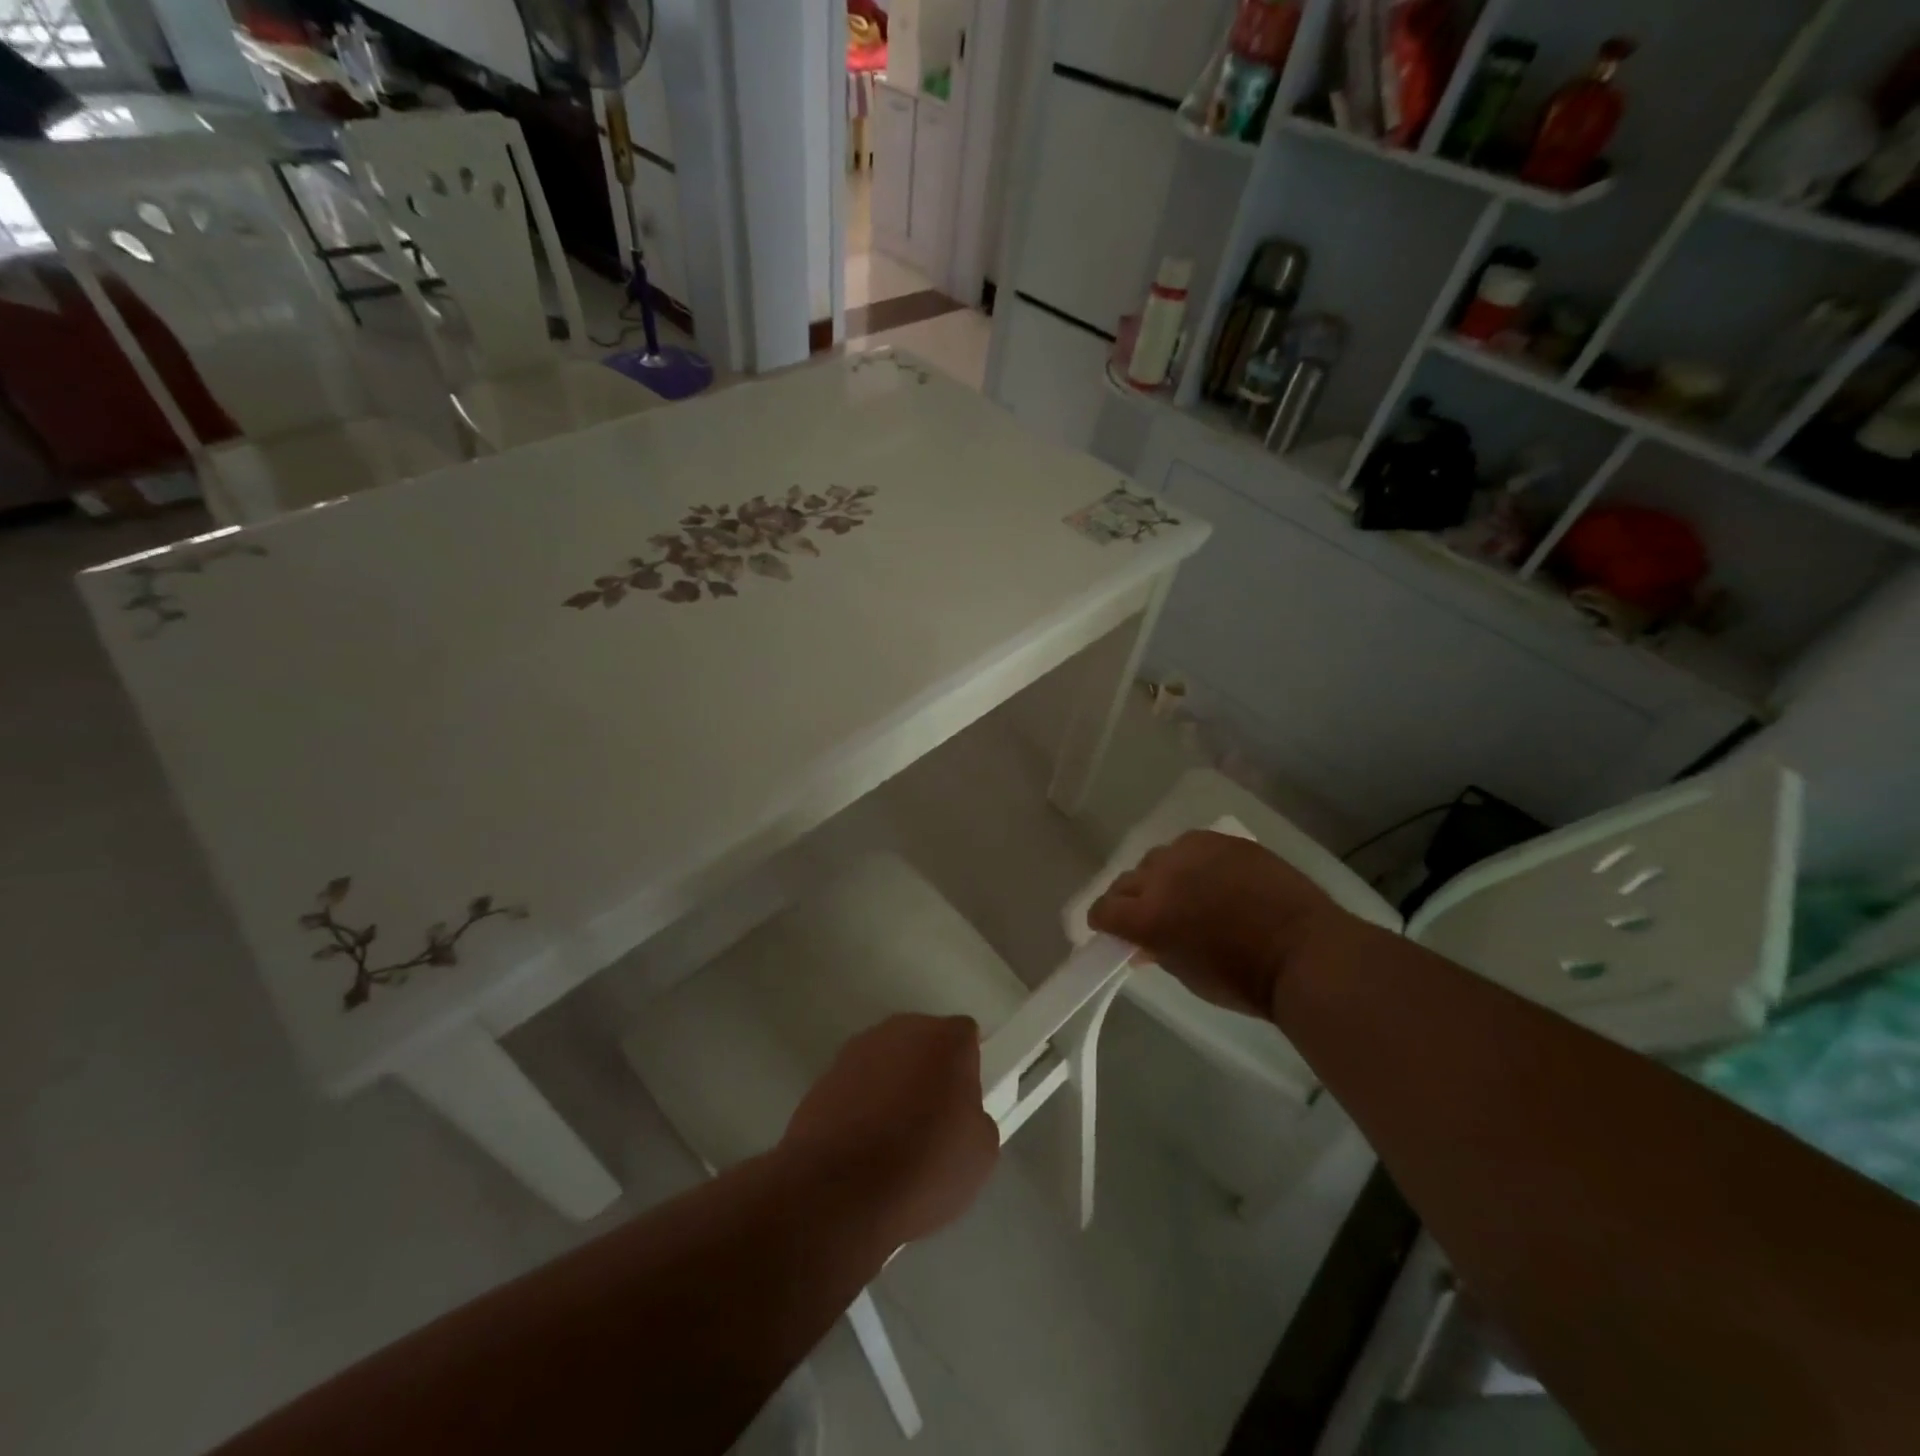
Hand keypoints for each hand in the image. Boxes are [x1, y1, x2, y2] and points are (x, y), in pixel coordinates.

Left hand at [782, 1013, 999, 1245]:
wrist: (838, 1191)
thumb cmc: (923, 1167)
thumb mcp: (980, 1153)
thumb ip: (976, 1116)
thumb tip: (960, 1114)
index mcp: (946, 1039)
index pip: (965, 1036)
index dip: (967, 1066)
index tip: (963, 1101)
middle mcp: (902, 1029)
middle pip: (924, 1040)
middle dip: (929, 1068)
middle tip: (932, 1118)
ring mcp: (858, 1049)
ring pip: (888, 1059)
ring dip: (893, 1082)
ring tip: (892, 1136)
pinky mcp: (825, 1075)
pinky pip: (857, 1082)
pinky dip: (862, 1102)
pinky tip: (861, 1143)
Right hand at [1088, 830, 1341, 1017]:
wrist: (1305, 952)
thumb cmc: (1244, 980)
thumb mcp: (1188, 975)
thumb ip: (1157, 951)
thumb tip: (1143, 943)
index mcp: (1148, 916)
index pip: (1104, 909)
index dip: (1105, 922)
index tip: (1115, 930)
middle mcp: (1162, 877)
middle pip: (1126, 880)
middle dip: (1131, 900)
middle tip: (1150, 916)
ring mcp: (1193, 852)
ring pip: (1158, 858)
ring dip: (1161, 876)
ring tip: (1184, 892)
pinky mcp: (1223, 840)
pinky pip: (1192, 845)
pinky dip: (1192, 861)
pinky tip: (1210, 877)